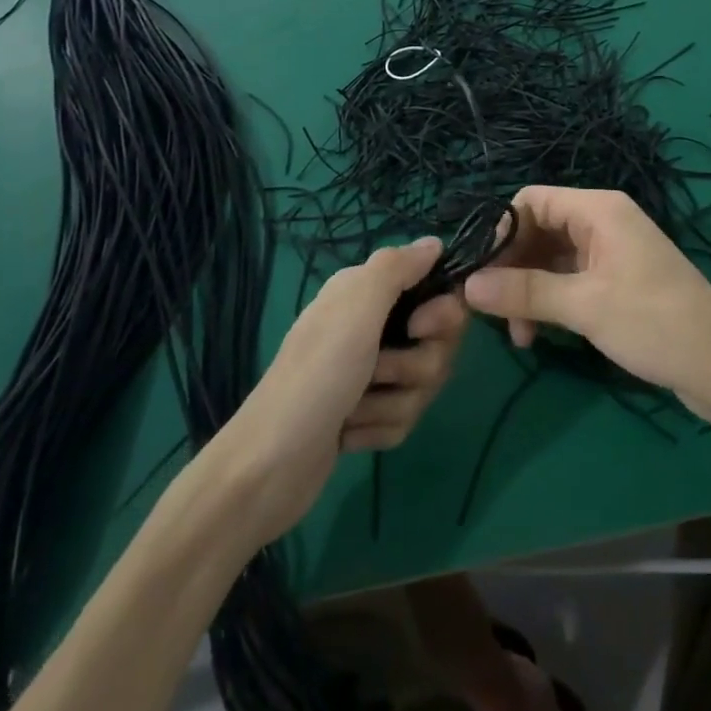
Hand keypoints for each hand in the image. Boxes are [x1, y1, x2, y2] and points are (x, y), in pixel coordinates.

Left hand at [219, 237, 467, 543]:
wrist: (269, 467)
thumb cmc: (317, 375)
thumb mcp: (356, 307)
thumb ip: (396, 267)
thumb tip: (435, 242)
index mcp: (368, 293)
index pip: (438, 291)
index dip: (442, 313)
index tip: (419, 328)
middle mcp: (372, 326)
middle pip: (438, 342)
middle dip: (416, 365)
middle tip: (378, 372)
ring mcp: (371, 374)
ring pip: (424, 383)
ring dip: (393, 402)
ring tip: (355, 410)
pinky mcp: (368, 415)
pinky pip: (406, 417)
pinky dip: (380, 428)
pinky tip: (349, 434)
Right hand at [463, 186, 710, 427]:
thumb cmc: (656, 323)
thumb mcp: (585, 306)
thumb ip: (524, 291)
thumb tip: (467, 285)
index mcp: (598, 210)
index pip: (531, 201)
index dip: (501, 232)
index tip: (479, 273)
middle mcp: (603, 223)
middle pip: (538, 230)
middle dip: (512, 267)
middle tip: (490, 310)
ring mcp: (611, 254)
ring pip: (551, 259)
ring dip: (528, 290)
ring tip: (517, 336)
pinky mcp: (617, 283)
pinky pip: (569, 281)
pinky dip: (549, 302)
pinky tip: (537, 335)